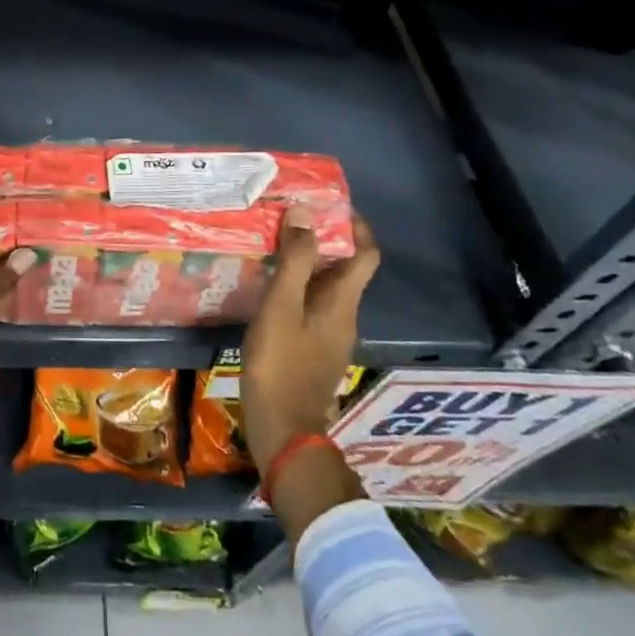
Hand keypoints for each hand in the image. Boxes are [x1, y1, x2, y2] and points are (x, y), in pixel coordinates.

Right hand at [240, 207, 379, 471]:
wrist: (282, 429)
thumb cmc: (280, 364)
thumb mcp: (281, 307)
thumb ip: (294, 261)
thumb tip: (305, 214)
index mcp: (342, 303)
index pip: (366, 255)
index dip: (356, 227)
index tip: (331, 205)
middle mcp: (344, 317)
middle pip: (345, 270)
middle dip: (324, 241)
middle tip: (288, 222)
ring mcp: (330, 338)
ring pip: (326, 290)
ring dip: (307, 266)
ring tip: (273, 250)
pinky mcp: (313, 353)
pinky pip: (311, 308)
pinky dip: (296, 290)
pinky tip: (268, 292)